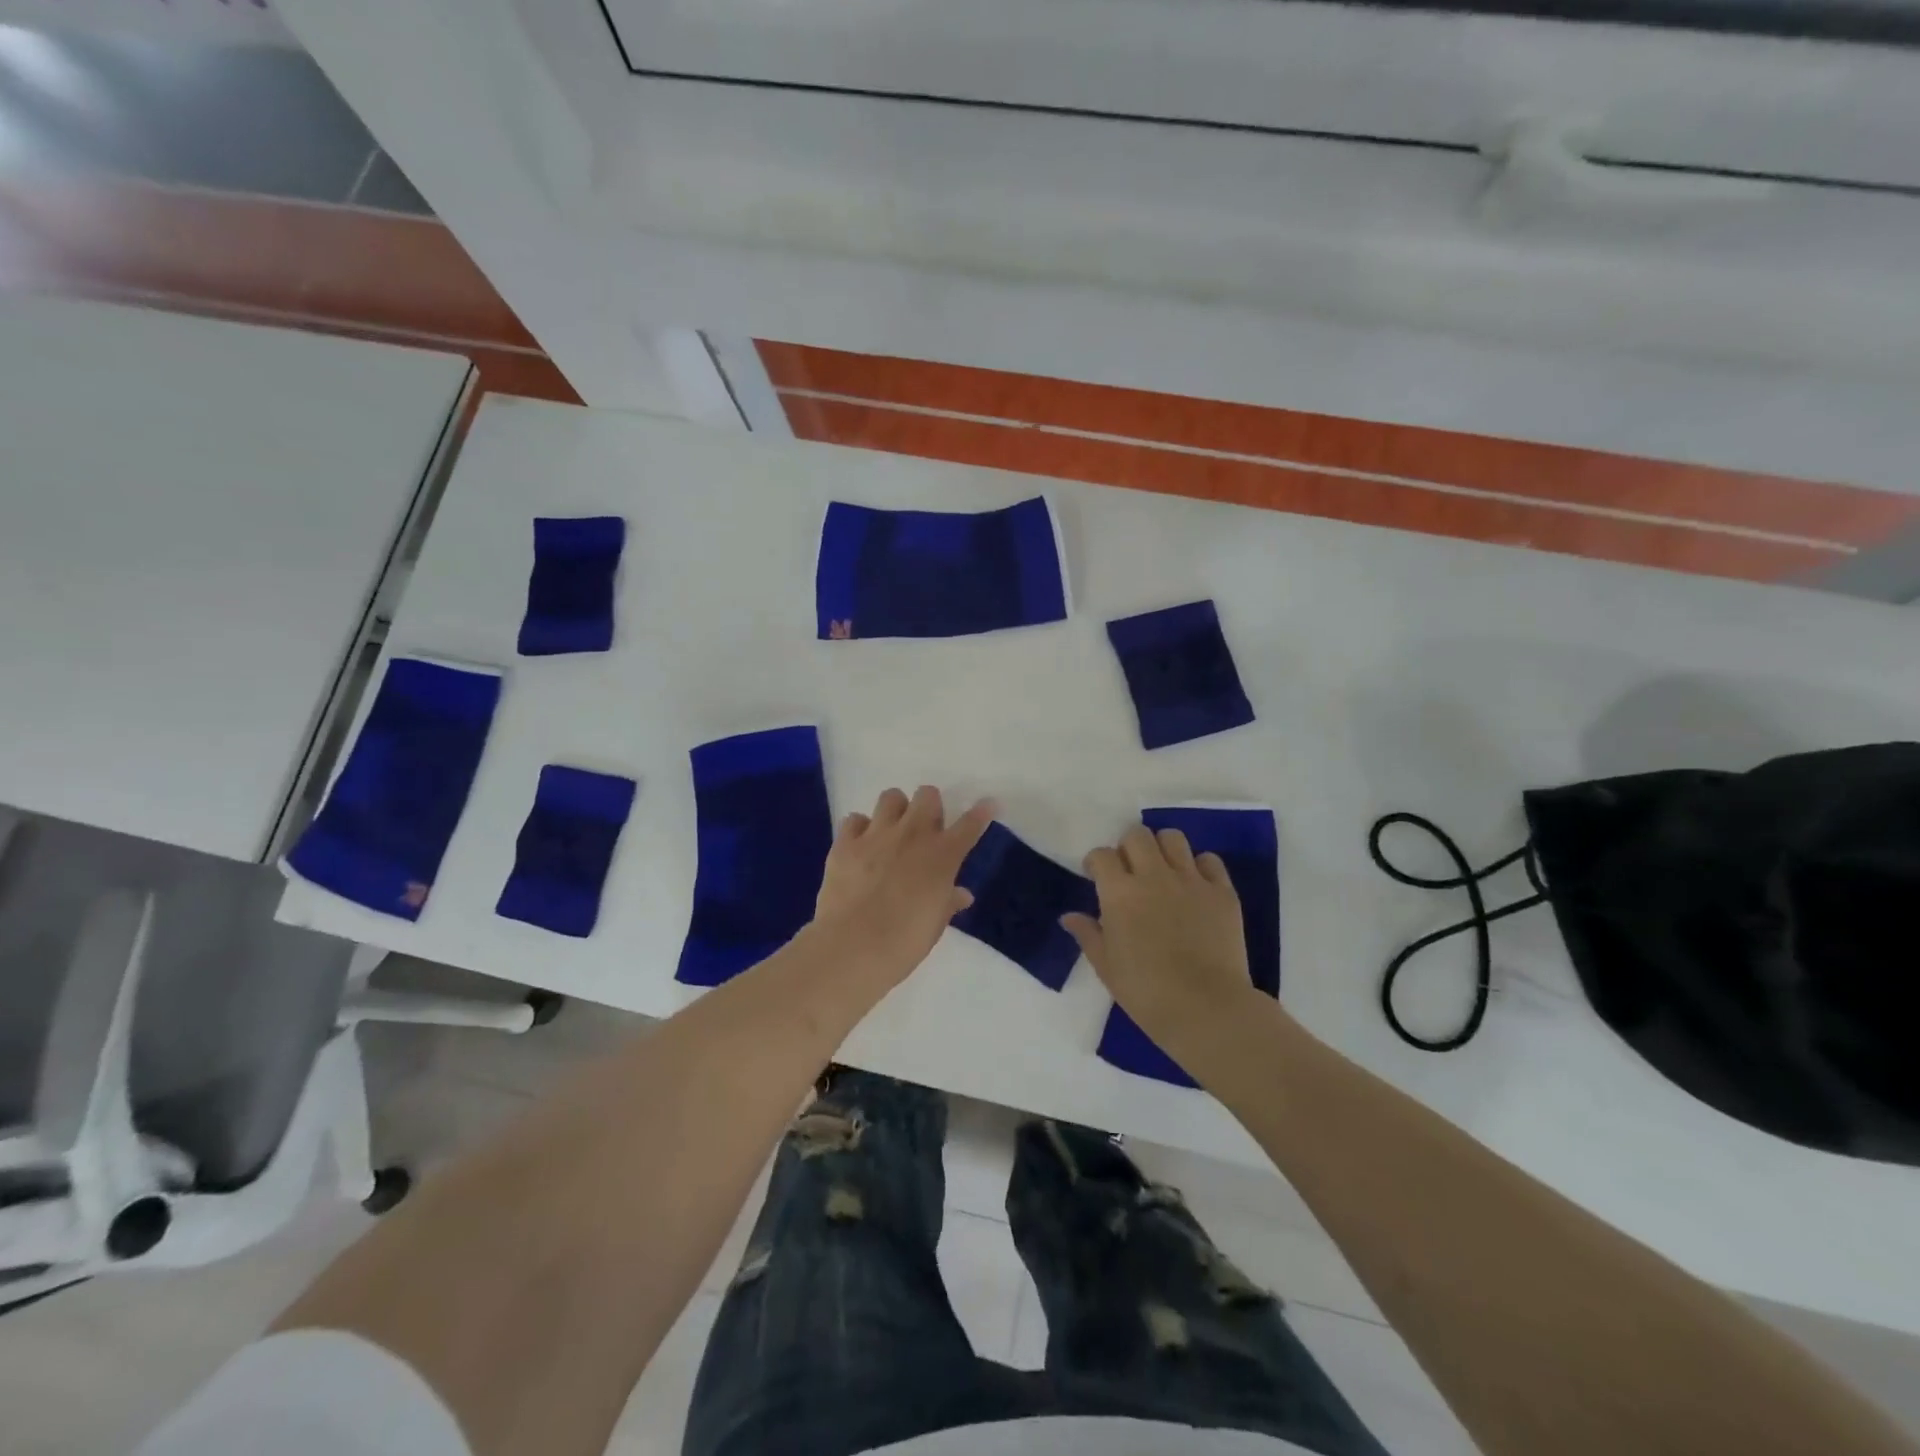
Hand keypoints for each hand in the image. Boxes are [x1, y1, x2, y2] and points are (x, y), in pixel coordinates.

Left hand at [810, 786, 994, 988]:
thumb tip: (962, 895)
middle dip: (929, 806)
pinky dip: (859, 829)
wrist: (855, 945)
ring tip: (891, 831)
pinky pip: (854, 819)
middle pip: (928, 795)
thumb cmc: (906, 940)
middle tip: (925, 828)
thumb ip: (949, 901)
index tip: (988, 804)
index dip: (981, 812)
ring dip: (895, 810)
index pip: (970, 824)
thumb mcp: (936, 923)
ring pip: (891, 797)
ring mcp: (876, 834)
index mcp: (942, 855)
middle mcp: (912, 834)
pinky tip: (860, 846)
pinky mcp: (845, 843)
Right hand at [1063, 824, 1255, 1056]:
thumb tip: (1070, 916)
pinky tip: (1195, 886)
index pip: (1102, 855)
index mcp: (1120, 893)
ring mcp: (1191, 881)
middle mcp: (1154, 876)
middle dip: (1128, 847)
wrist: (1206, 1009)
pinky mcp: (1223, 892)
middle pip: (1137, 835)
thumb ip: (1088, 934)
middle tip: (1130, 871)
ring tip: (1162, 870)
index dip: (1096, 863)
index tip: (1097, 877)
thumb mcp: (1106, 967)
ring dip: (1163, 849)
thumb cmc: (1146, 992)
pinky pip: (1210, 861)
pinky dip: (1200, 867)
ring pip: (1173, 838)